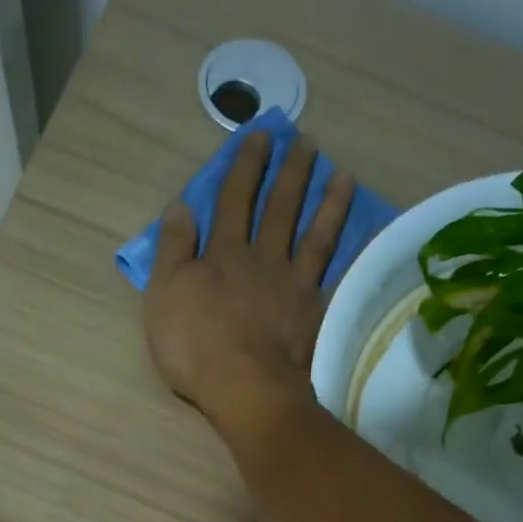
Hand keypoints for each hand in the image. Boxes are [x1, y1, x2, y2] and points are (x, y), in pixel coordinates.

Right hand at [143, 132, 354, 426]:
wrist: (245, 386)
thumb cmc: (194, 345)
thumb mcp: (163, 295)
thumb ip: (172, 249)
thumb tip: (180, 205)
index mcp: (222, 253)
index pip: (234, 200)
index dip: (245, 166)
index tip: (259, 135)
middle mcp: (262, 258)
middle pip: (278, 207)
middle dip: (289, 171)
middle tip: (305, 141)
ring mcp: (292, 284)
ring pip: (312, 233)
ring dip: (325, 201)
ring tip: (341, 174)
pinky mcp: (313, 310)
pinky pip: (333, 271)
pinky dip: (345, 249)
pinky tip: (359, 234)